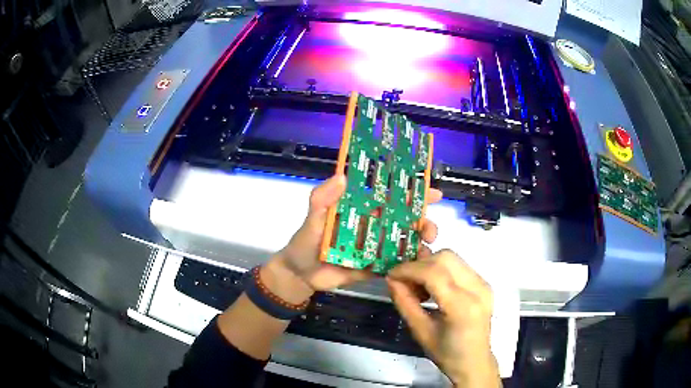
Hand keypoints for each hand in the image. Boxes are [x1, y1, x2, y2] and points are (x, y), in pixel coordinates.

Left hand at [263, 174, 441, 303]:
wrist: (300, 275)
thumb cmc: (305, 242)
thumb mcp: (312, 218)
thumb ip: (322, 199)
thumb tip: (341, 177)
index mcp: (362, 210)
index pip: (391, 197)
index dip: (414, 193)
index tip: (434, 194)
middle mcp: (374, 226)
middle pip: (406, 221)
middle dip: (423, 223)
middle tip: (430, 230)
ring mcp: (376, 248)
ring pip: (405, 243)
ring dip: (419, 244)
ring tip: (425, 250)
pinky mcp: (375, 268)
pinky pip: (395, 265)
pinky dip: (408, 265)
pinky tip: (417, 268)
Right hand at [386, 250, 500, 386]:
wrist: (474, 362)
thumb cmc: (446, 353)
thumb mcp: (420, 332)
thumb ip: (405, 303)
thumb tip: (392, 280)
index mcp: (463, 307)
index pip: (434, 273)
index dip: (409, 269)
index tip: (391, 275)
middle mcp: (478, 289)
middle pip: (445, 258)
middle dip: (420, 264)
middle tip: (405, 280)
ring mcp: (484, 284)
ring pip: (452, 258)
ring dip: (430, 265)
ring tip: (419, 286)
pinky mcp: (484, 283)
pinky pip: (458, 266)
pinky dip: (440, 270)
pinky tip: (433, 288)